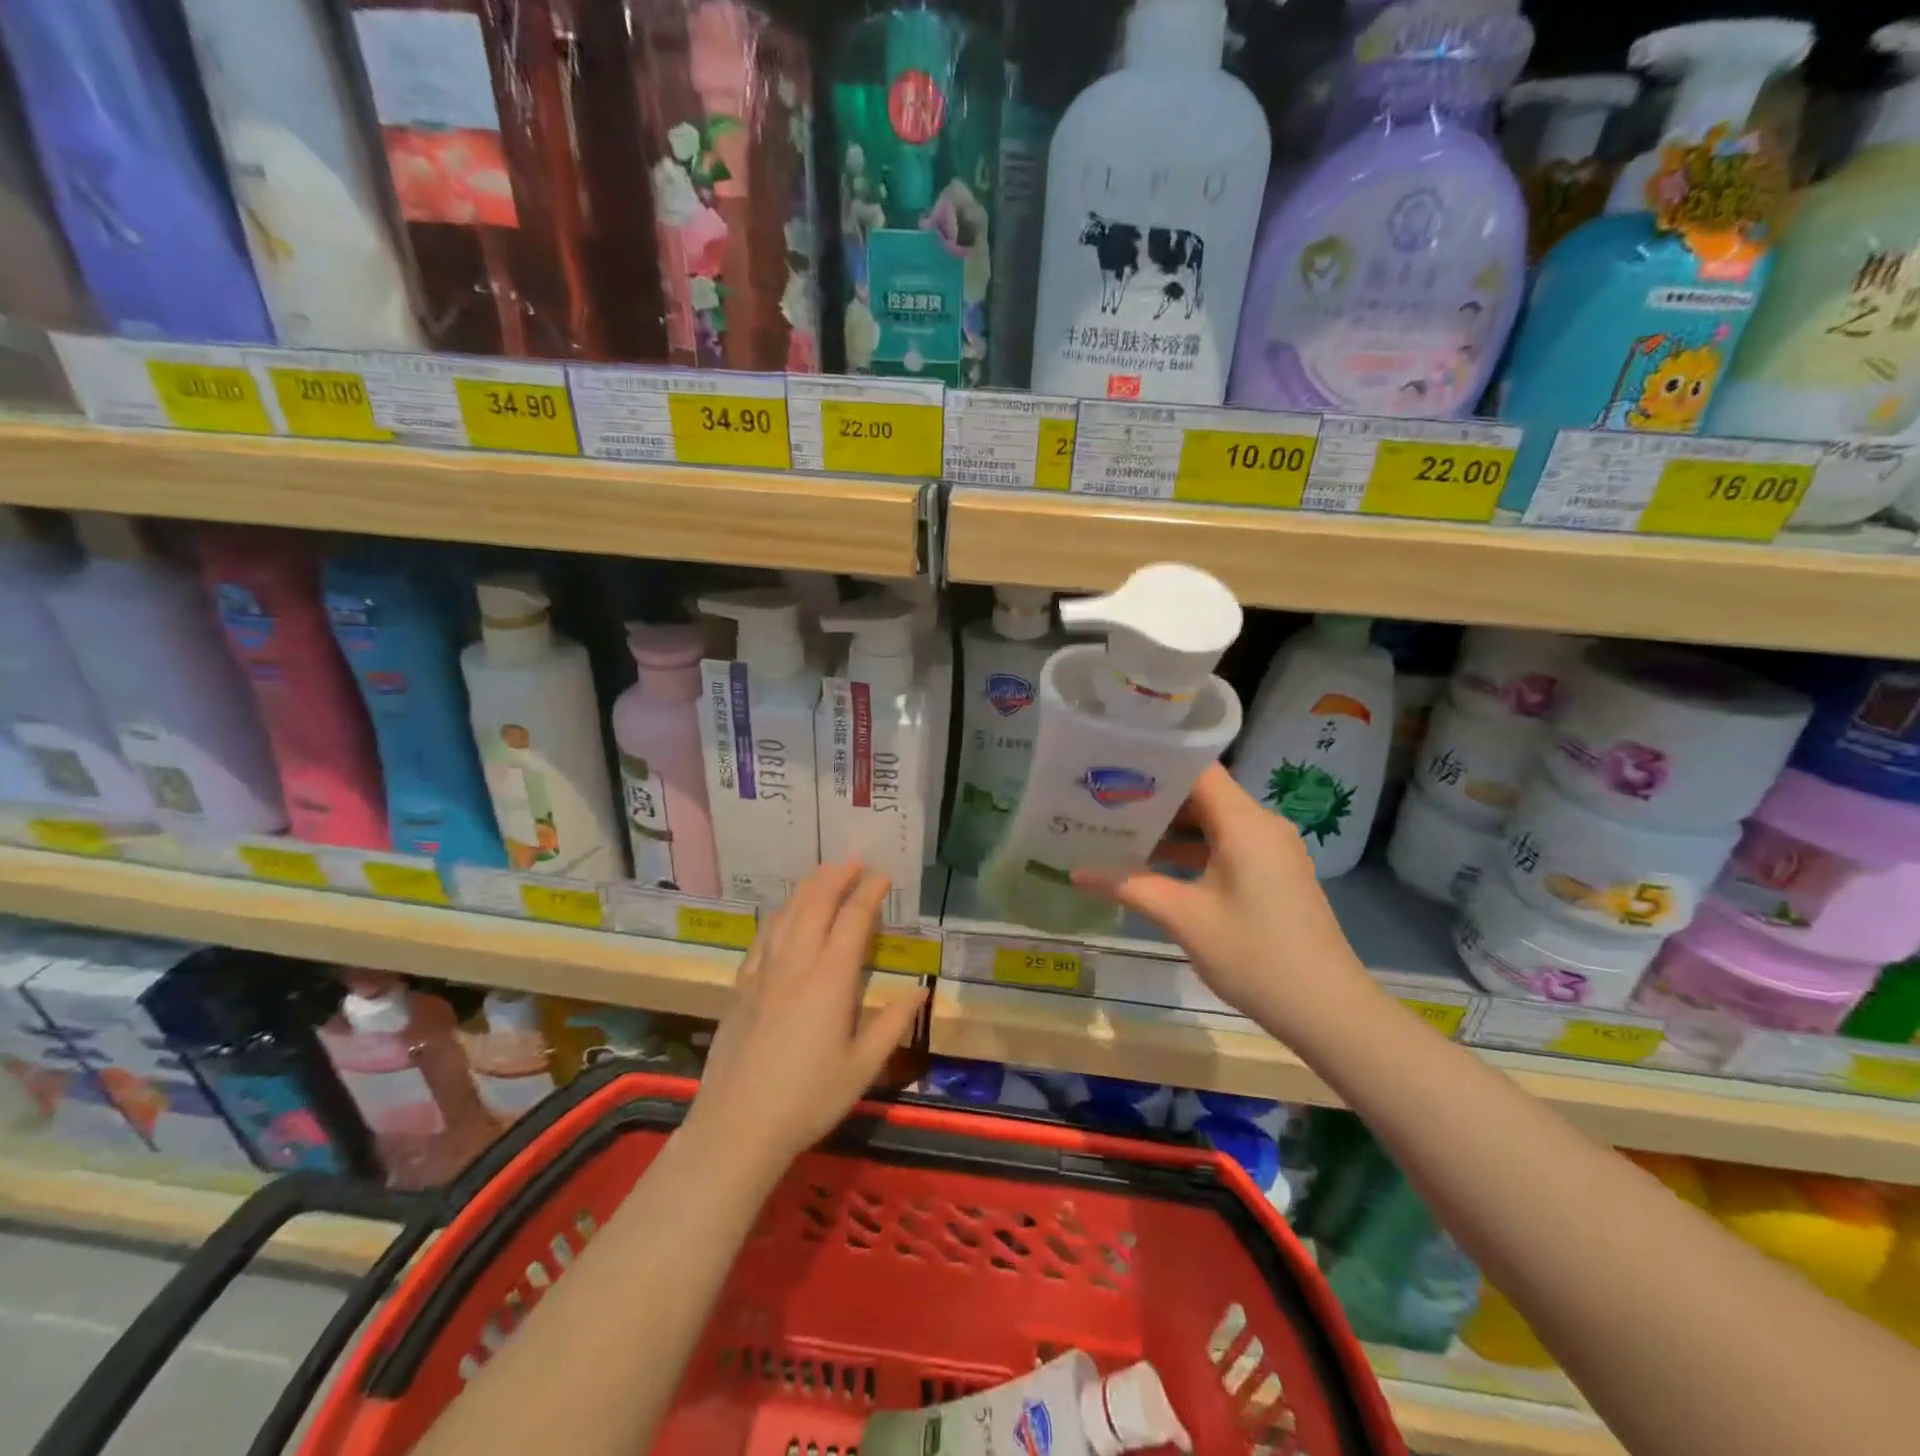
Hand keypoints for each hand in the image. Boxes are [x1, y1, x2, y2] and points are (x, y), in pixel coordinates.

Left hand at [690, 861, 926, 1169]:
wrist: (737, 1126)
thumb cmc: (808, 1099)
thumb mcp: (863, 1067)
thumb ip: (893, 1023)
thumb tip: (921, 990)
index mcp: (831, 980)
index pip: (853, 920)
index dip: (869, 892)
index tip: (883, 875)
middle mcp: (797, 964)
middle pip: (816, 904)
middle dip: (837, 877)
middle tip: (854, 861)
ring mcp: (764, 972)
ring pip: (787, 914)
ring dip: (807, 888)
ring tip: (823, 874)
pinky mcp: (741, 986)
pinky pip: (762, 937)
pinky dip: (779, 915)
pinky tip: (782, 914)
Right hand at [1074, 765, 1370, 1032]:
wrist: (1327, 1010)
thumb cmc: (1254, 955)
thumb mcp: (1184, 918)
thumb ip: (1130, 887)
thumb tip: (1075, 873)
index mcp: (1244, 823)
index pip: (1197, 769)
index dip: (1154, 763)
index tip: (1111, 766)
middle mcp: (1262, 824)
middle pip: (1203, 793)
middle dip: (1154, 797)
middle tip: (1105, 799)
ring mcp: (1272, 849)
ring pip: (1214, 821)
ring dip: (1172, 827)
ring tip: (1120, 830)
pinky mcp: (1274, 872)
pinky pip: (1228, 844)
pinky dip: (1194, 849)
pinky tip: (1157, 866)